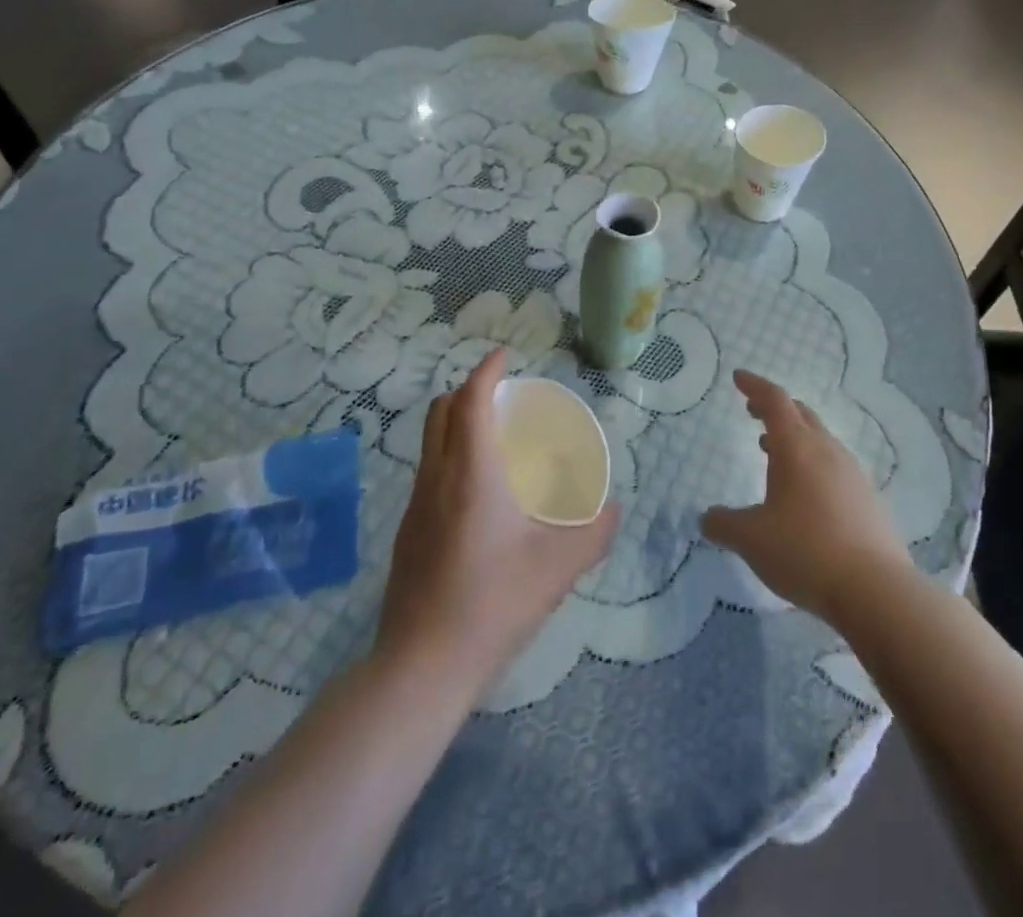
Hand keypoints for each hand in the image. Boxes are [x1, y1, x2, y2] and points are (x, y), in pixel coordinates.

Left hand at [377, 348, 620, 691]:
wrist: (422, 666)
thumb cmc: (493, 602)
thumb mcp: (558, 567)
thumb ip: (594, 534)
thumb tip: (615, 511)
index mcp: (470, 471)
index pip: (470, 399)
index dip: (486, 370)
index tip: (504, 355)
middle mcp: (436, 477)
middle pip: (441, 411)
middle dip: (468, 390)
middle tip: (502, 396)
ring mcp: (415, 506)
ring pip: (430, 442)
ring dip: (456, 423)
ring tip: (492, 439)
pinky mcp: (407, 534)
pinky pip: (428, 473)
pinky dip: (449, 457)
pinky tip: (476, 494)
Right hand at [702, 370, 913, 624]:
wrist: (875, 590)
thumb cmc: (804, 551)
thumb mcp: (751, 539)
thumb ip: (724, 524)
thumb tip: (708, 517)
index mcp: (796, 447)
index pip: (774, 400)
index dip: (754, 386)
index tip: (738, 378)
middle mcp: (826, 450)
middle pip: (801, 414)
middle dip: (775, 408)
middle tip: (754, 412)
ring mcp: (853, 474)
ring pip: (820, 440)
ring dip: (795, 438)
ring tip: (773, 454)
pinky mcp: (869, 500)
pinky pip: (835, 468)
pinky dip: (814, 465)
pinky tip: (807, 495)